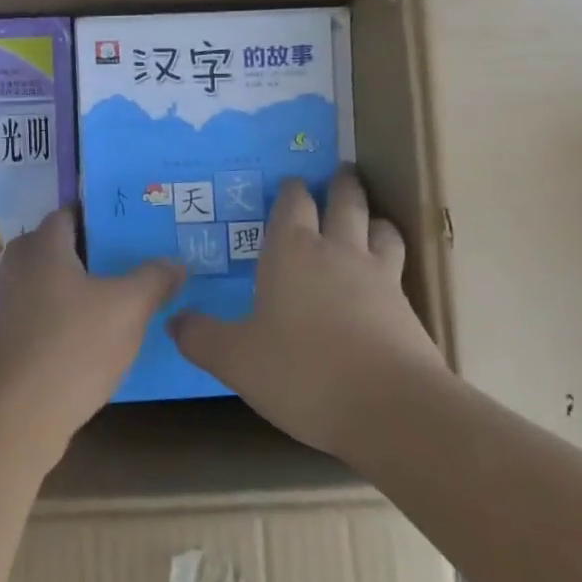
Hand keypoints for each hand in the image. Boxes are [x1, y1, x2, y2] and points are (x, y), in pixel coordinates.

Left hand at [0, 209, 183, 461]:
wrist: (22, 412)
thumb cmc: (75, 344)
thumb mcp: (129, 307)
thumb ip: (154, 279)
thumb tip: (176, 262)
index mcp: (44, 248)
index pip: (65, 214)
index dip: (94, 214)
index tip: (124, 222)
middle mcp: (21, 269)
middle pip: (50, 245)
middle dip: (82, 249)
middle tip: (119, 257)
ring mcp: (11, 306)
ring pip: (44, 280)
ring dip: (72, 284)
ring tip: (111, 294)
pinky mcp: (11, 339)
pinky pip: (40, 312)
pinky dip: (62, 314)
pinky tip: (91, 332)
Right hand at [169, 170, 445, 458]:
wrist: (392, 409)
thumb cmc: (303, 372)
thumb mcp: (236, 360)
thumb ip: (201, 337)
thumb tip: (173, 320)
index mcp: (292, 252)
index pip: (292, 203)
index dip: (290, 190)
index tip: (290, 181)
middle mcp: (338, 252)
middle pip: (346, 202)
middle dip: (341, 185)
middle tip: (341, 171)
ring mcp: (379, 278)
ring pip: (381, 229)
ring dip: (373, 218)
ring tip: (368, 219)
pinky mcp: (407, 309)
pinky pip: (398, 269)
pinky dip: (390, 261)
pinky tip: (384, 279)